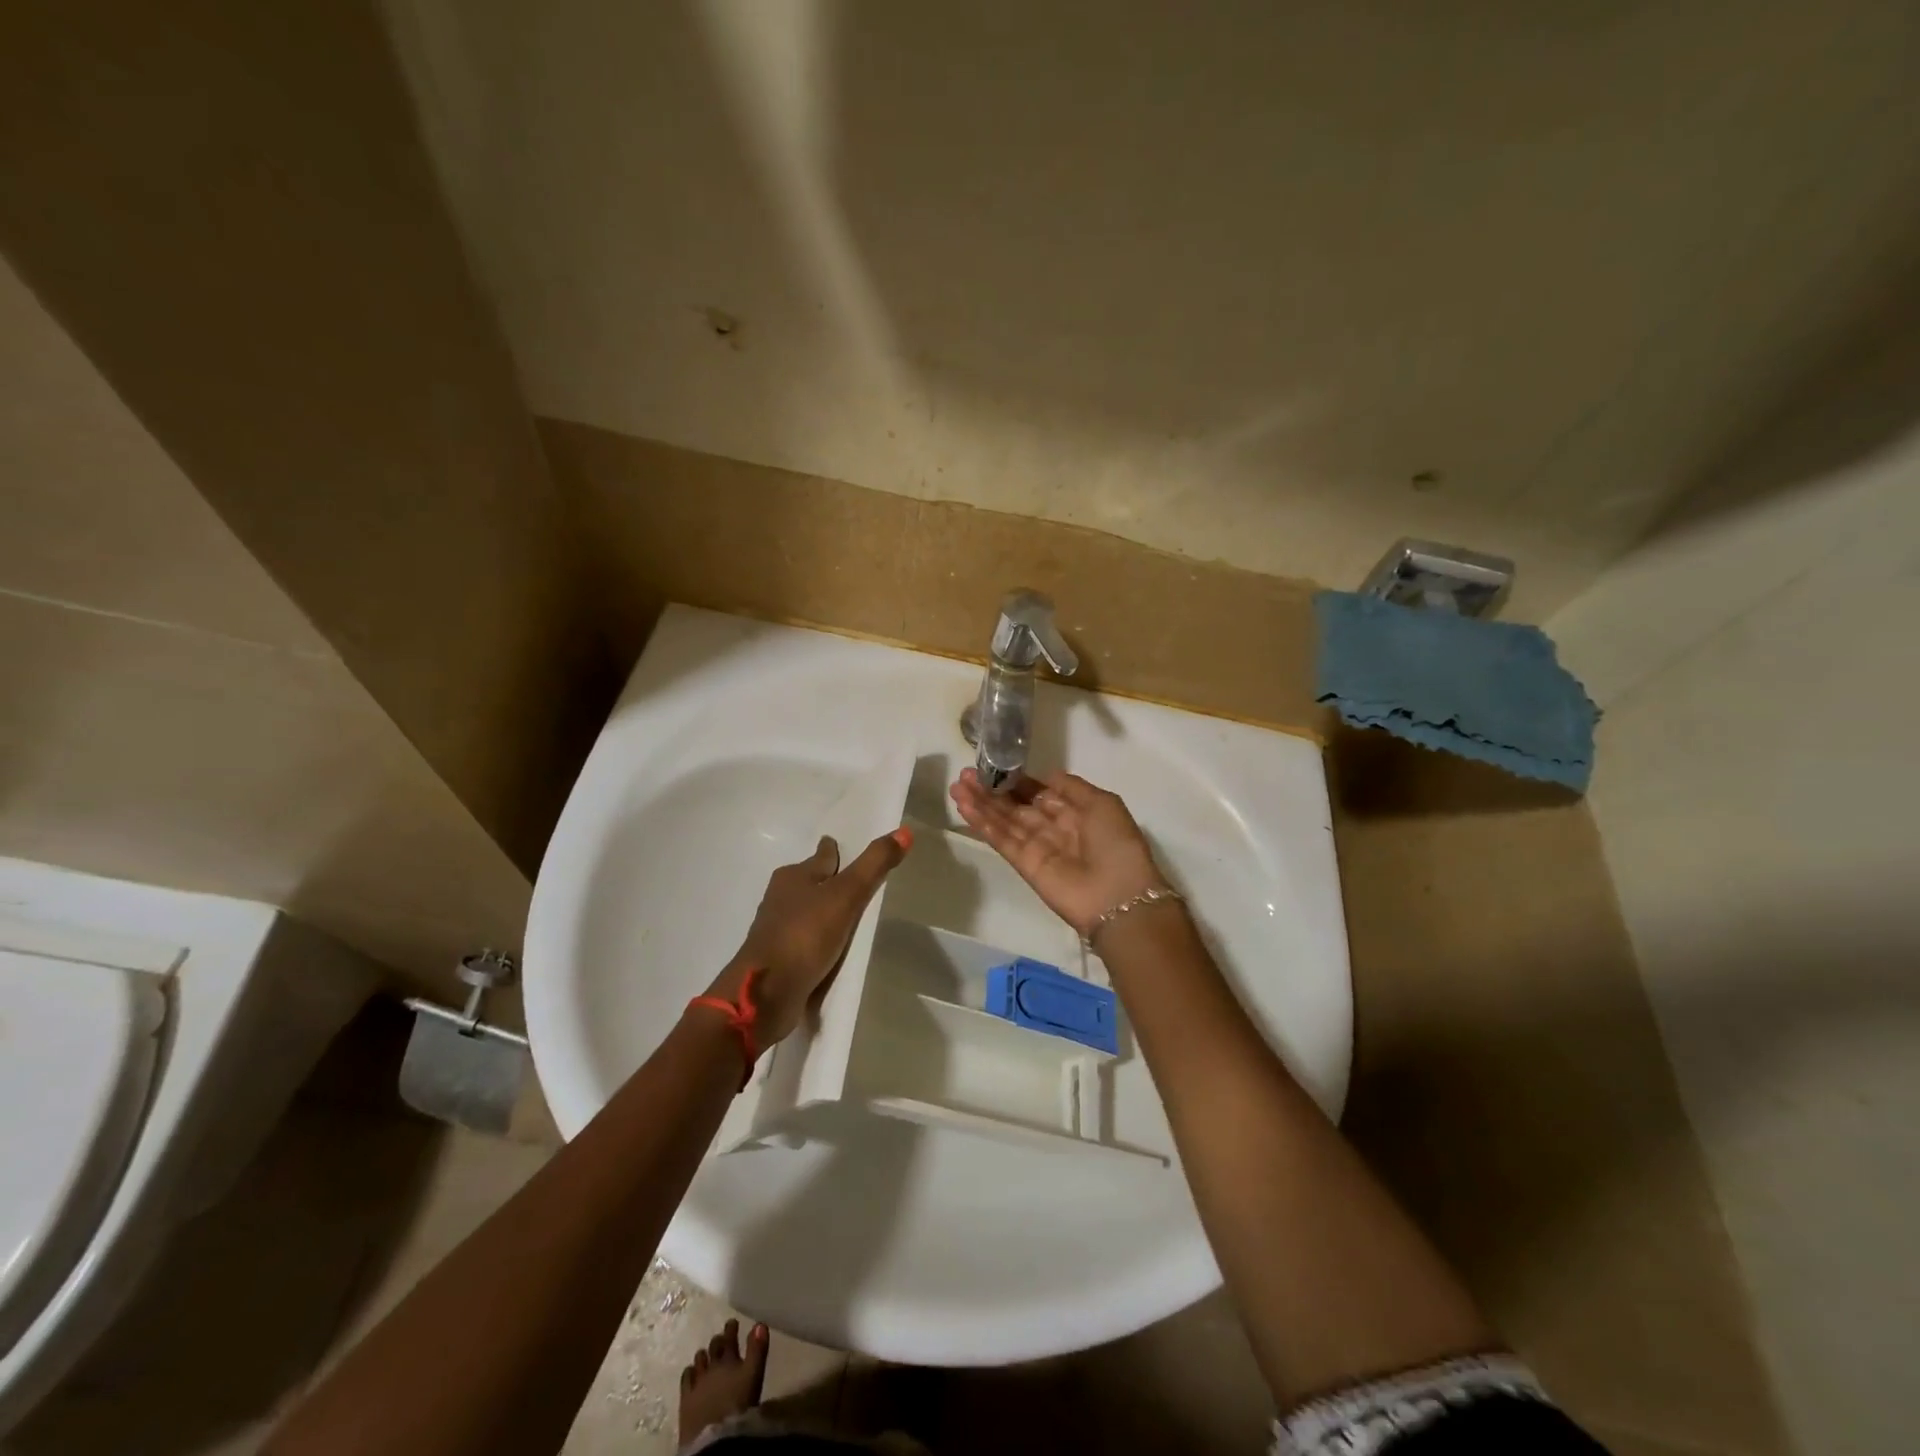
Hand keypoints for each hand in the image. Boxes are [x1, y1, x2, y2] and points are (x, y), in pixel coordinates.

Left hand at [704, 828, 910, 1044]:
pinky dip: (817, 939)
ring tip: (847, 914)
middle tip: (854, 882)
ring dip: (822, 912)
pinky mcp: (779, 959)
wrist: (765, 993)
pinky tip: (831, 947)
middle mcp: (781, 898)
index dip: (834, 851)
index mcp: (793, 876)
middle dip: (827, 881)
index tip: (842, 847)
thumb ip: (874, 864)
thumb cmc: (805, 934)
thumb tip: (905, 831)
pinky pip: (805, 940)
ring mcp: (777, 930)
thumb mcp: (846, 894)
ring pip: (805, 912)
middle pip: (810, 882)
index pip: (821, 856)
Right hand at [950, 768, 1167, 938]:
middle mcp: (1053, 828)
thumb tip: (1046, 776)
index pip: (1039, 793)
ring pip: (1004, 821)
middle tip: (966, 774)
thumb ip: (1072, 787)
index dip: (1016, 781)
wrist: (1118, 896)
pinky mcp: (1024, 865)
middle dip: (992, 790)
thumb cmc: (1117, 844)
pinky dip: (982, 823)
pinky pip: (1001, 839)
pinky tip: (964, 806)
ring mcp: (1037, 847)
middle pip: (1016, 806)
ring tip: (956, 786)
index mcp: (1075, 812)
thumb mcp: (1103, 803)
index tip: (994, 765)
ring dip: (980, 803)